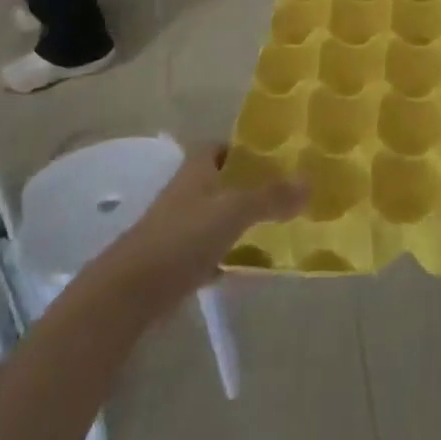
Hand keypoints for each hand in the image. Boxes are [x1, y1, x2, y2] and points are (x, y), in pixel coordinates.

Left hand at [94, 145, 306, 309]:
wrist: (131, 292)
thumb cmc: (182, 237)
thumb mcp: (234, 211)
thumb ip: (271, 197)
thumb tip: (310, 182)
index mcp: (196, 171)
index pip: (219, 147)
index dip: (243, 148)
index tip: (274, 156)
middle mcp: (186, 194)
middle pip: (221, 182)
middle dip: (249, 187)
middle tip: (286, 192)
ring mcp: (179, 229)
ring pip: (217, 218)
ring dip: (242, 222)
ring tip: (279, 227)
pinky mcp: (176, 263)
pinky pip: (211, 253)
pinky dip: (230, 257)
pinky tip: (253, 266)